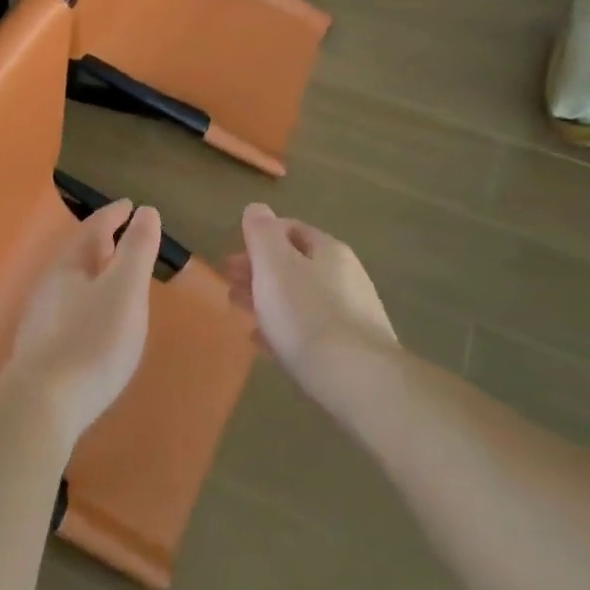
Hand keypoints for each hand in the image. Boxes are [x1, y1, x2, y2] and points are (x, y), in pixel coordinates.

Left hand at [5, 200, 161, 440]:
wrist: (41, 405)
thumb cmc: (91, 341)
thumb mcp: (124, 290)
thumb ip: (136, 250)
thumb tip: (145, 211)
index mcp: (69, 266)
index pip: (93, 229)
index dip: (114, 215)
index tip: (130, 205)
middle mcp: (50, 286)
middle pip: (79, 255)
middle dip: (103, 243)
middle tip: (125, 238)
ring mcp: (41, 319)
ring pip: (72, 284)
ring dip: (94, 275)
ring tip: (116, 279)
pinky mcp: (41, 350)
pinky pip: (69, 311)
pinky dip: (88, 303)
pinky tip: (95, 323)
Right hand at [226, 204, 398, 416]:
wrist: (358, 380)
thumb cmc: (306, 314)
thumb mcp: (273, 264)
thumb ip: (261, 232)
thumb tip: (257, 208)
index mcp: (328, 250)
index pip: (290, 229)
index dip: (257, 239)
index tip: (231, 260)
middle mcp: (345, 275)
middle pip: (295, 265)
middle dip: (259, 273)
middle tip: (231, 288)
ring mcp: (352, 313)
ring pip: (300, 298)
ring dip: (269, 301)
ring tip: (243, 315)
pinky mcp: (352, 348)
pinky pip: (310, 329)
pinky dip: (285, 328)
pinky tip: (267, 344)